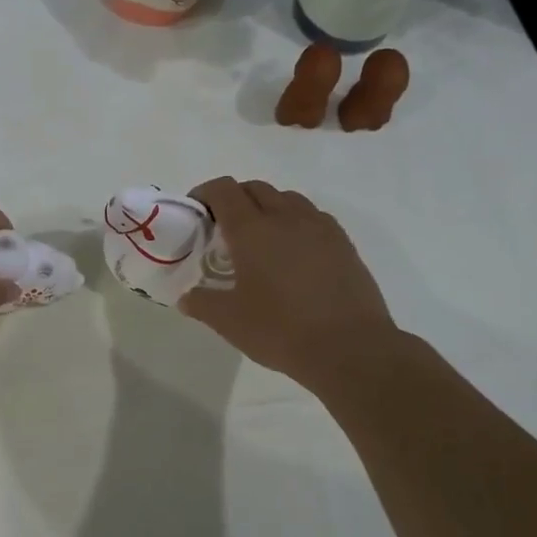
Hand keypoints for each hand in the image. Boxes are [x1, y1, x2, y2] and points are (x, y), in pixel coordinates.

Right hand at [179, 177, 398, 388]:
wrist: (350, 348)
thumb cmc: (280, 330)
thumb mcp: (228, 322)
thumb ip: (202, 303)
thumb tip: (186, 297)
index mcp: (252, 230)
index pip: (224, 191)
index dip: (205, 193)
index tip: (196, 212)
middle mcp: (286, 218)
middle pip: (255, 188)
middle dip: (234, 198)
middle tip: (223, 228)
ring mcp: (320, 228)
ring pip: (288, 199)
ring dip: (267, 207)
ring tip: (260, 238)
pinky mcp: (344, 244)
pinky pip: (313, 217)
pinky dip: (295, 222)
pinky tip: (293, 253)